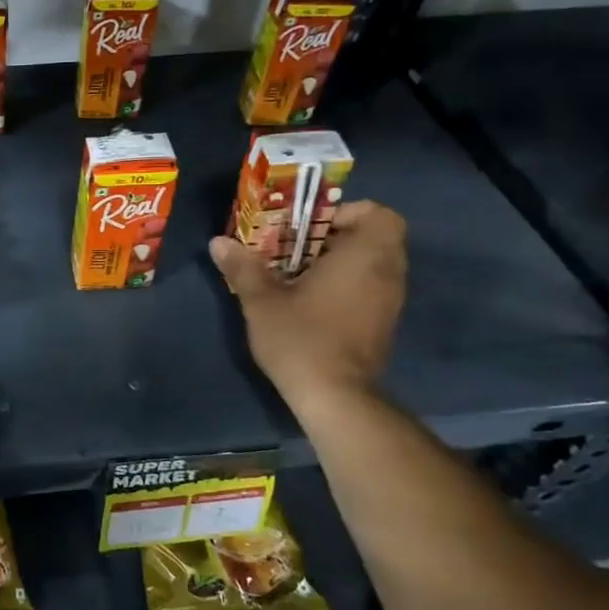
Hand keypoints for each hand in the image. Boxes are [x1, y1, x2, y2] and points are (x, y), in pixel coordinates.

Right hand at [209, 200, 406, 408]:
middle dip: (337, 237)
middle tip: (297, 249)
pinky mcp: (384, 325)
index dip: (346, 213)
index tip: (310, 228)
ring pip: (374, 265)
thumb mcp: (262, 300)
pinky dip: (349, 286)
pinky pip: (372, 288)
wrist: (335, 396)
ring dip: (342, 263)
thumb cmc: (301, 338)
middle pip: (376, 237)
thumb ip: (243, 267)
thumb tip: (218, 241)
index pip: (378, 214)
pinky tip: (314, 304)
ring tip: (300, 276)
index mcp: (364, 256)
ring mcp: (391, 302)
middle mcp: (387, 273)